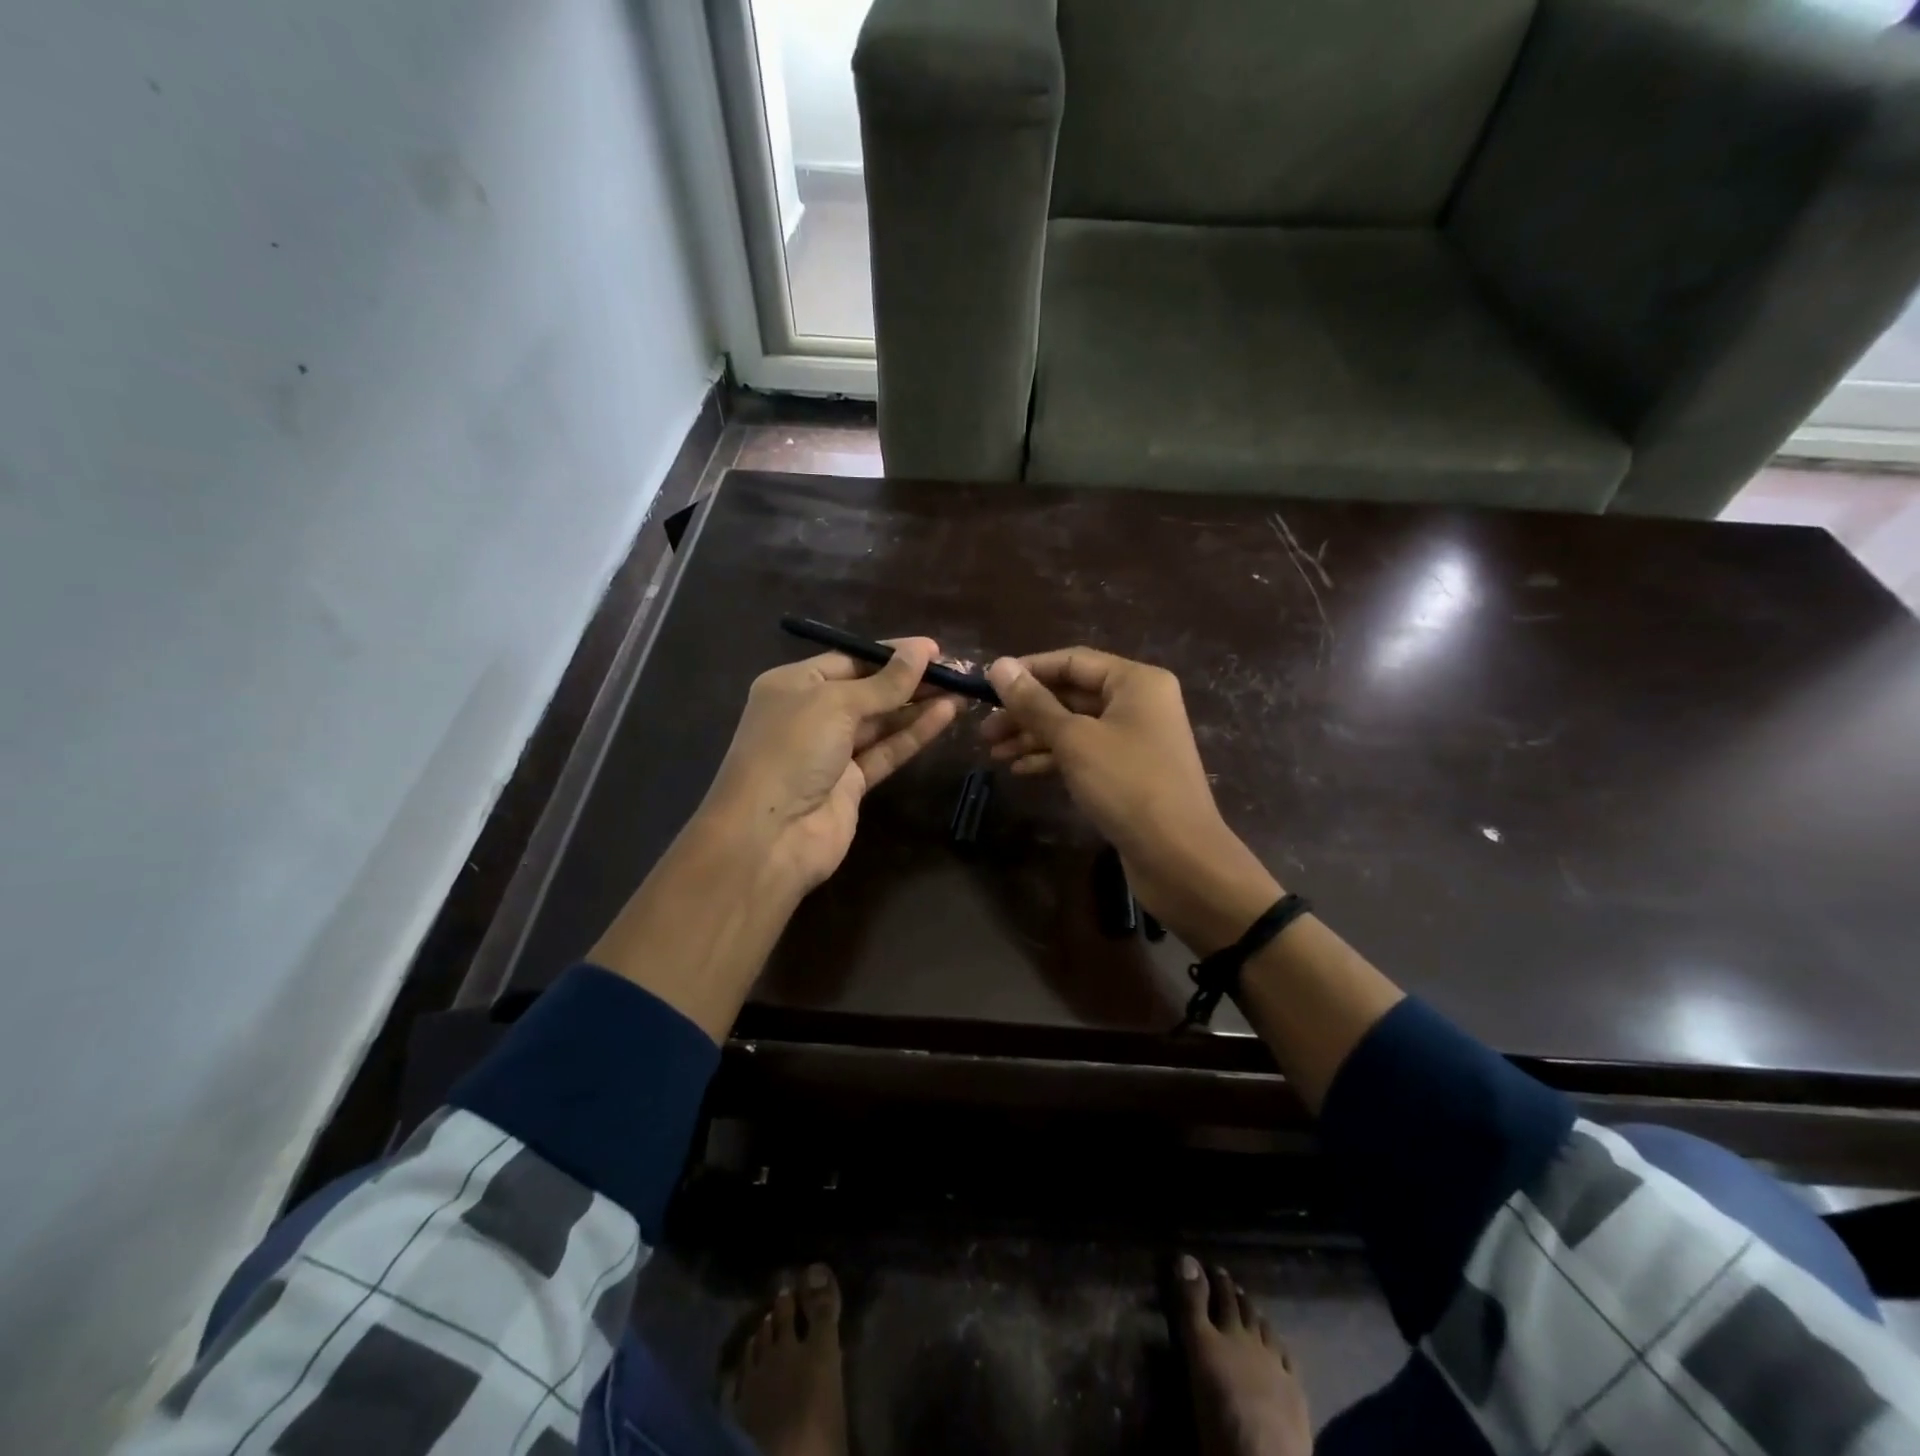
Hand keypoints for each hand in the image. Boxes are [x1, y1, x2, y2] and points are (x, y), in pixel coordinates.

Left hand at [700, 637, 959, 896]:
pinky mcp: (851, 784)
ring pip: (881, 722)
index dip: (890, 654)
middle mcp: (810, 714)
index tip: (933, 649)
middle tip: (954, 670)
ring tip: (960, 690)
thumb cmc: (792, 750)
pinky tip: (945, 716)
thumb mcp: (836, 704)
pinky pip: (886, 751)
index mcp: (793, 685)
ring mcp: (831, 752)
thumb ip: (884, 682)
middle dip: (909, 680)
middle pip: (867, 690)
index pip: (849, 659)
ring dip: (917, 706)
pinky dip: (913, 734)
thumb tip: (923, 648)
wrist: (769, 836)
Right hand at [981, 648, 1280, 953]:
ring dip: (1034, 737)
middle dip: (1027, 711)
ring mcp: (1136, 738)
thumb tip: (997, 665)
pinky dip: (1054, 757)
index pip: (1072, 661)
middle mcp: (1139, 703)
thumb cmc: (1127, 785)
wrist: (1178, 857)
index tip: (986, 686)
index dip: (1027, 671)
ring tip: (994, 753)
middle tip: (985, 730)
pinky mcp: (1129, 771)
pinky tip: (1021, 770)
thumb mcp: (1074, 740)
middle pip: (1072, 694)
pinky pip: (1085, 752)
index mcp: (1135, 681)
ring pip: (1075, 726)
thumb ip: (1034, 703)